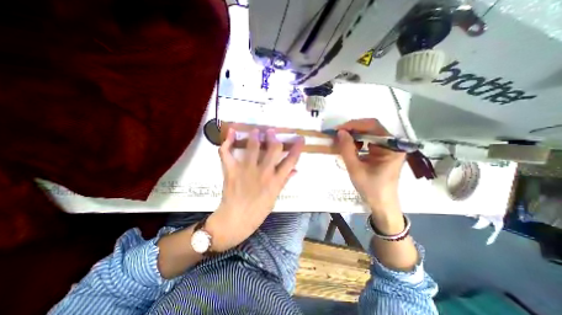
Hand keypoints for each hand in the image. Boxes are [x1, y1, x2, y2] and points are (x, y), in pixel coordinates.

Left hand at [206, 127, 302, 251]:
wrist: (235, 220)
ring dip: (255, 136)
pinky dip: (228, 142)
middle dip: (274, 138)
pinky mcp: (231, 170)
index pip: (291, 161)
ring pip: (253, 147)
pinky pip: (227, 153)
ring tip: (256, 130)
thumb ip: (284, 181)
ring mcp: (247, 170)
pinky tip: (232, 132)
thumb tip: (295, 170)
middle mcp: (264, 172)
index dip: (297, 148)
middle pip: (273, 149)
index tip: (300, 139)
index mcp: (276, 180)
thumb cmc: (258, 211)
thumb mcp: (275, 197)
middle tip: (272, 131)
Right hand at [336, 119, 406, 214]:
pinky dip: (358, 141)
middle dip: (353, 129)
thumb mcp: (355, 168)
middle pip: (372, 128)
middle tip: (338, 134)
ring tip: (343, 141)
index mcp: (391, 147)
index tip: (338, 129)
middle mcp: (393, 144)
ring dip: (355, 135)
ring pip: (370, 133)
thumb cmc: (370, 188)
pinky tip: (352, 147)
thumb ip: (347, 149)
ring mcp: (389, 147)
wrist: (381, 203)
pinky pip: (370, 141)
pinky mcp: (384, 152)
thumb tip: (340, 132)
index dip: (354, 124)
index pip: (373, 126)